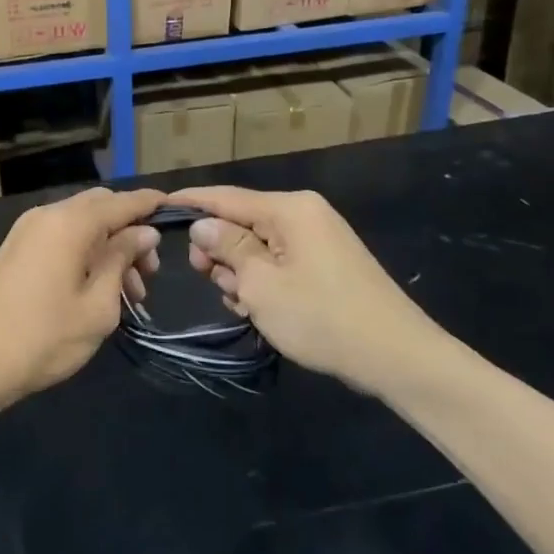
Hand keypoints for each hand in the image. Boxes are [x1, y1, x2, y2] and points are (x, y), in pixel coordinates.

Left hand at [0, 187, 164, 408]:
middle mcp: (47, 215)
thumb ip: (122, 259)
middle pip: (100, 207)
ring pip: (81, 224)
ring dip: (109, 247)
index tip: (178, 210)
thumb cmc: (43, 338)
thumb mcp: (98, 305)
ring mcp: (27, 231)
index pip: (122, 201)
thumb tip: (143, 231)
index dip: (151, 204)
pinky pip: (61, 237)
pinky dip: (85, 252)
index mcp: (69, 223)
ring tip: (130, 294)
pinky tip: (99, 288)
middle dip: (130, 232)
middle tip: (149, 273)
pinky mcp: (16, 249)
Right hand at [174, 186, 444, 387]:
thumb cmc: (322, 317)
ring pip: (257, 247)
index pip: (225, 197)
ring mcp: (317, 240)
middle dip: (219, 252)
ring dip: (241, 274)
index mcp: (289, 209)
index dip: (190, 202)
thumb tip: (202, 224)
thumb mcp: (262, 284)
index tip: (157, 206)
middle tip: (210, 282)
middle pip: (241, 222)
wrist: (397, 357)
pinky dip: (263, 283)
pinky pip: (279, 262)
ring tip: (245, 306)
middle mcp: (303, 215)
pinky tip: (261, 311)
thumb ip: (227, 248)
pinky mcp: (325, 264)